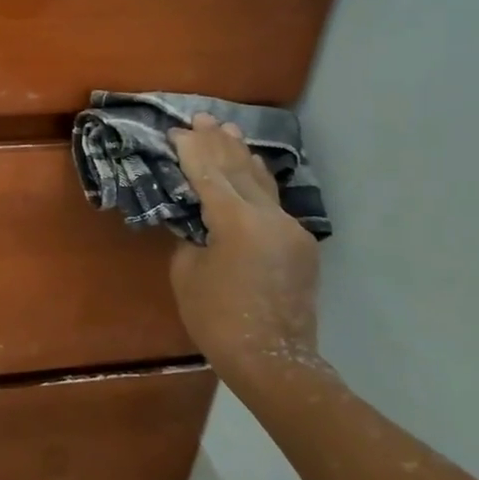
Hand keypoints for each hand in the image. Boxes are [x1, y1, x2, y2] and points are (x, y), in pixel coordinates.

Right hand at [168, 114, 325, 394]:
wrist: (273, 361)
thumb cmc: (217, 320)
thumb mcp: (188, 272)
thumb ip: (192, 236)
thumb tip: (199, 221)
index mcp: (237, 222)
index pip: (209, 174)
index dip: (191, 151)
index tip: (177, 131)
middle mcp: (270, 217)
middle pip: (240, 170)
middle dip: (219, 144)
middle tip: (203, 118)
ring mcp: (291, 230)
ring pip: (263, 183)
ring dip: (243, 157)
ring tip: (230, 132)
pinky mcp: (301, 245)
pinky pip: (274, 203)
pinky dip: (257, 182)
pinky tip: (251, 171)